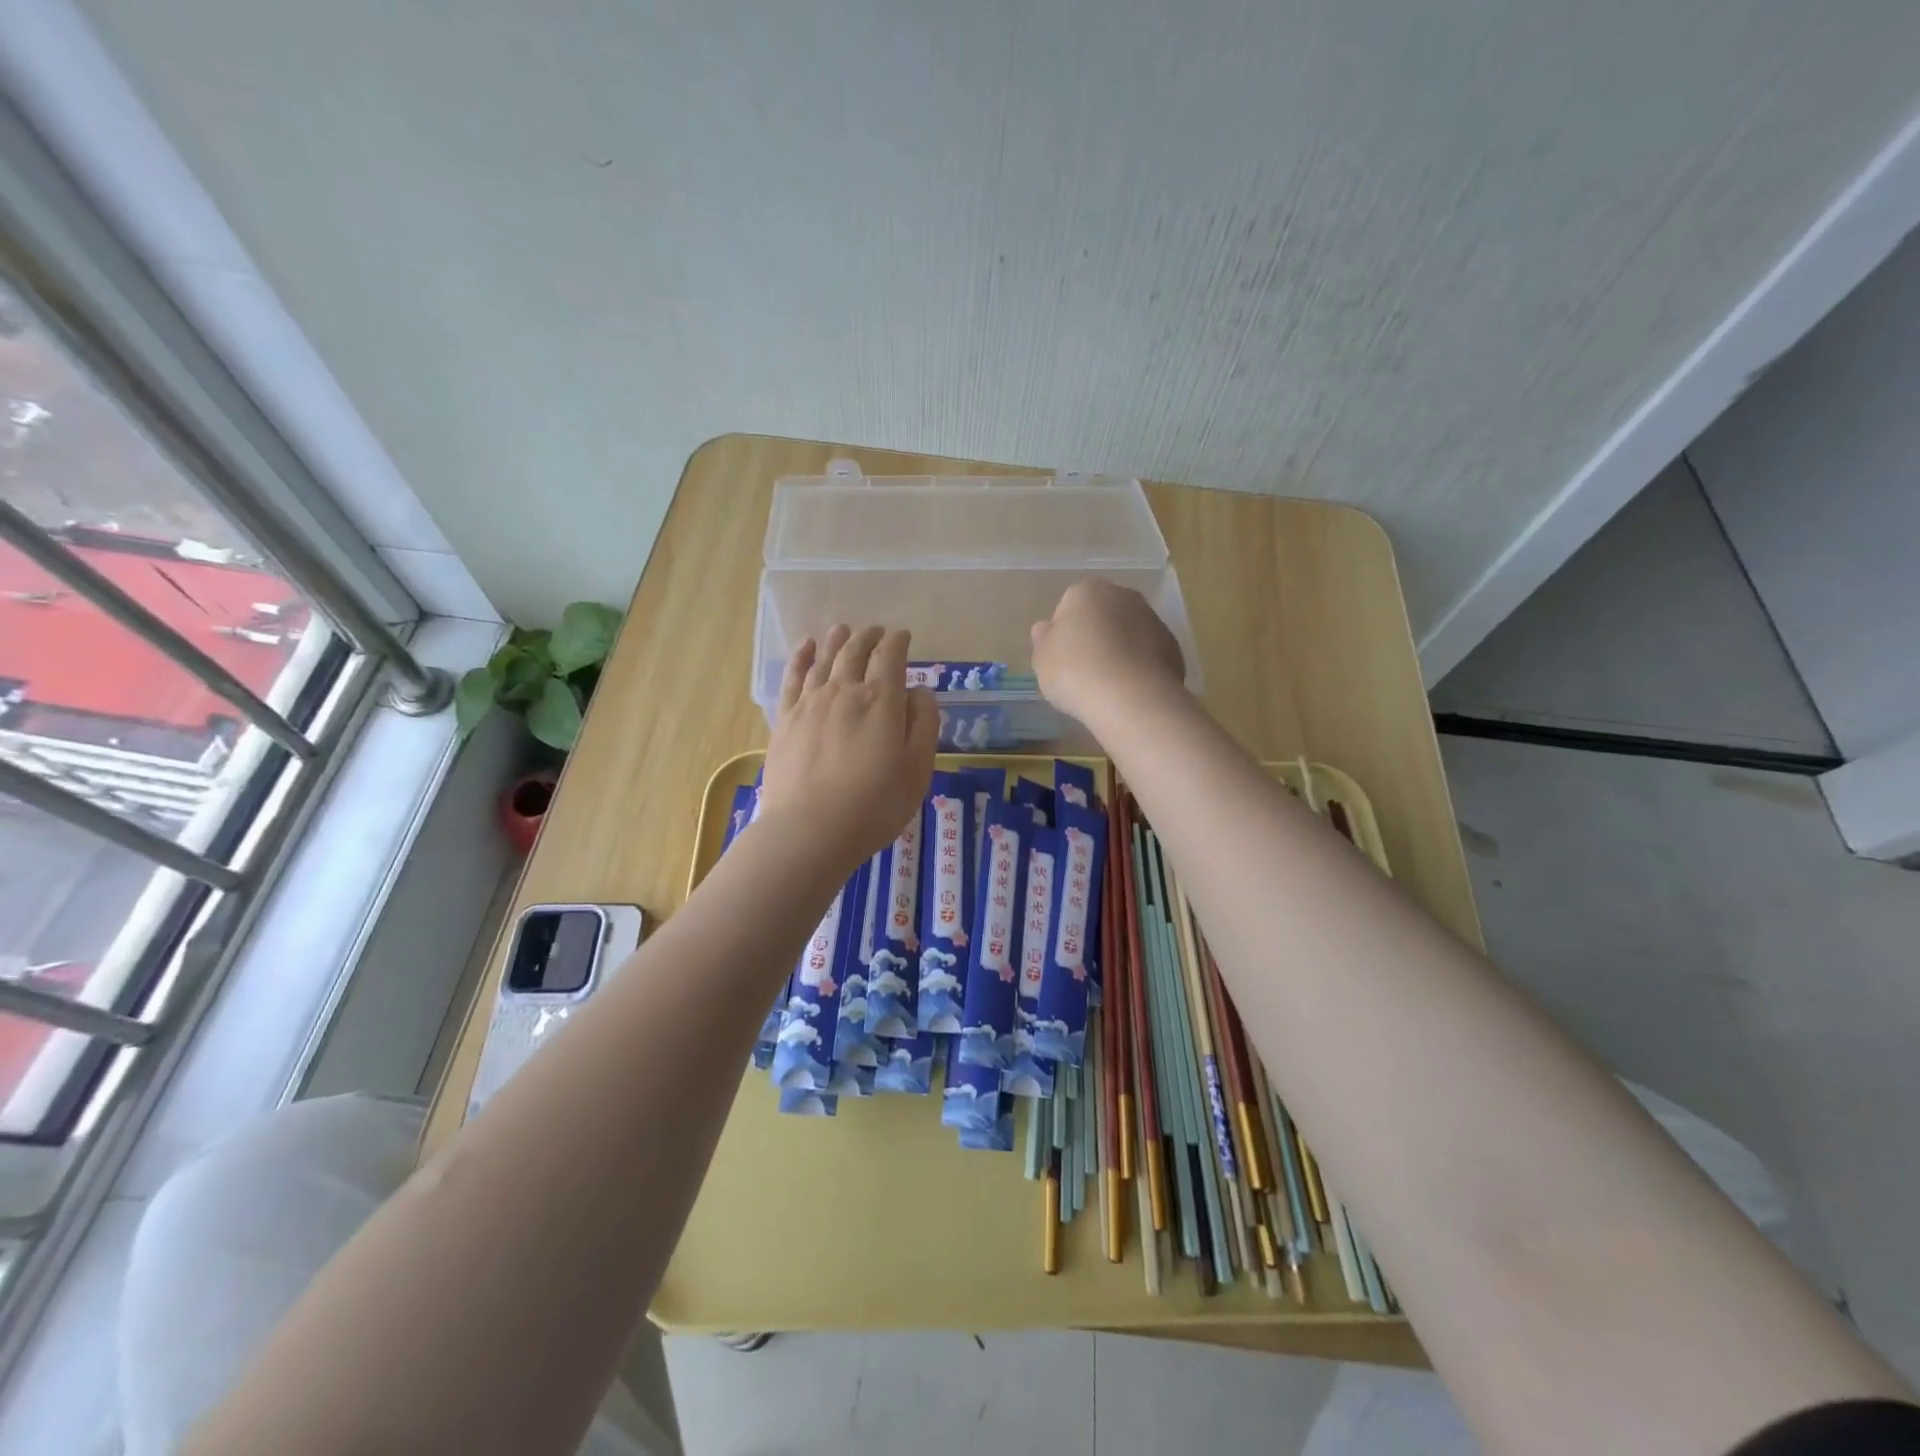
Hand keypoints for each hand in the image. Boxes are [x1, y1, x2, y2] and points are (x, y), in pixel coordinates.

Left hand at [761, 625, 936, 873]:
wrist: (809, 831)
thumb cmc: (874, 806)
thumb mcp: (917, 769)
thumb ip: (923, 725)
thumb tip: (919, 692)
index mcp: (881, 701)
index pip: (891, 657)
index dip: (898, 642)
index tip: (903, 637)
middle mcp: (844, 691)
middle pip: (856, 651)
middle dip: (869, 637)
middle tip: (877, 632)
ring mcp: (810, 703)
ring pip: (824, 658)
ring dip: (837, 640)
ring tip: (843, 629)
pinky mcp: (785, 719)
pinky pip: (793, 676)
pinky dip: (801, 656)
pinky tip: (806, 646)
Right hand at [1030, 580, 1185, 727]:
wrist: (1130, 698)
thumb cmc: (1075, 671)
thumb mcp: (1042, 658)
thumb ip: (1043, 640)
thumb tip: (1046, 628)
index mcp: (1087, 591)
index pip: (1069, 605)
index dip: (1063, 633)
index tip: (1061, 658)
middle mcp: (1123, 596)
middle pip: (1103, 615)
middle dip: (1095, 636)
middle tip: (1083, 670)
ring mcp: (1153, 620)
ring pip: (1128, 633)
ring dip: (1119, 650)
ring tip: (1107, 685)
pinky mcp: (1173, 647)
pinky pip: (1147, 654)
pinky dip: (1139, 667)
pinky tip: (1129, 691)